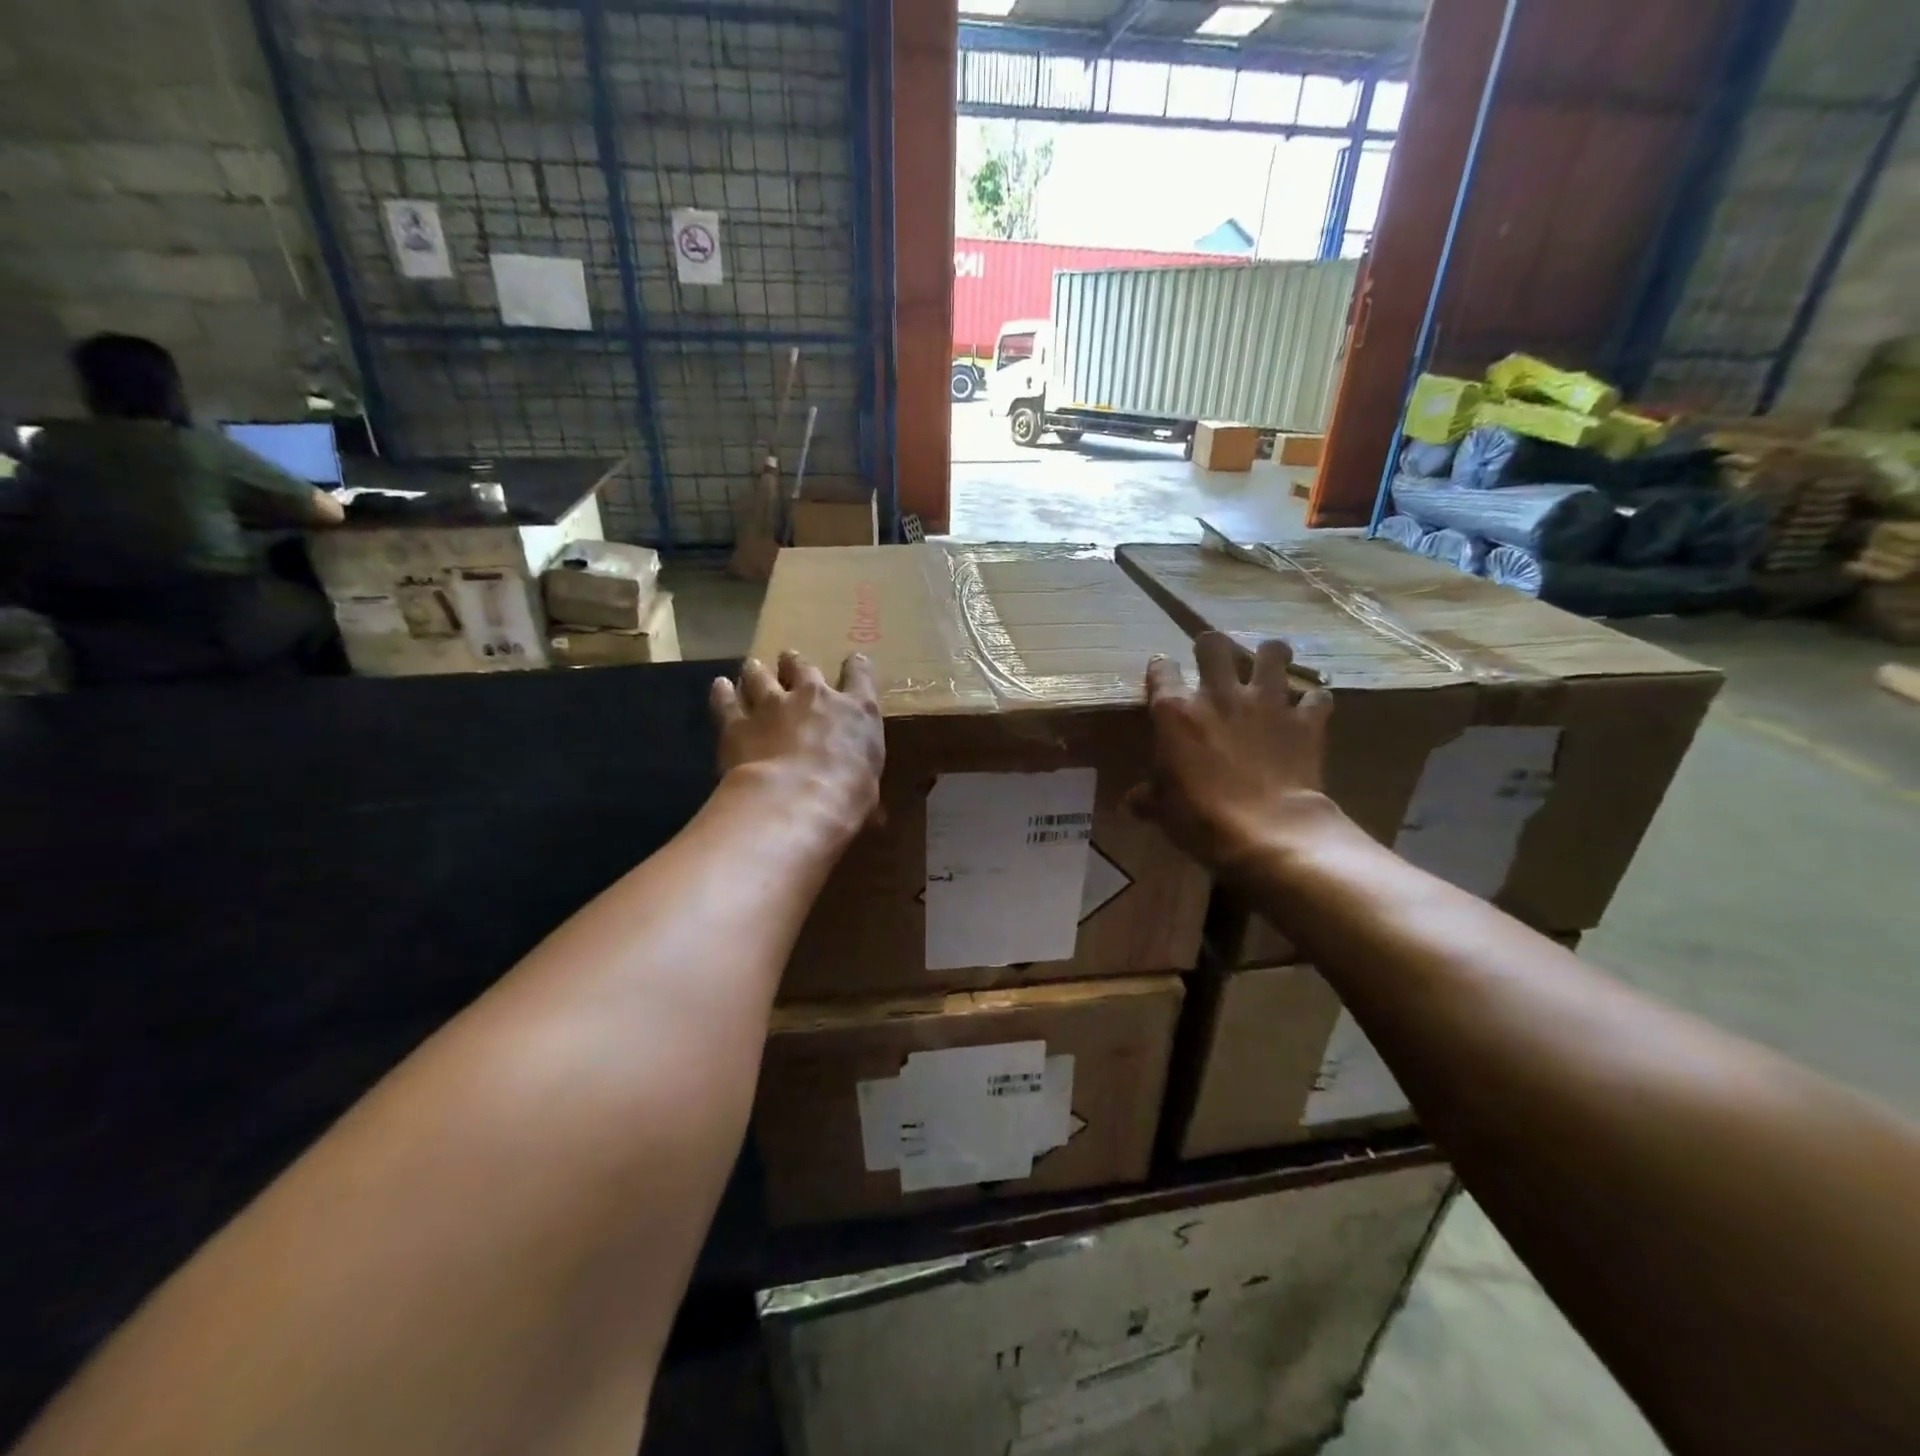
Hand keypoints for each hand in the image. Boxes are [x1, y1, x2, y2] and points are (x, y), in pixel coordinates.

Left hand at [711, 651, 884, 840]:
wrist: (797, 799)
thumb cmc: (848, 797)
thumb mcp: (870, 789)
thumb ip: (861, 781)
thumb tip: (867, 805)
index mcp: (856, 711)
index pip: (860, 675)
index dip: (856, 666)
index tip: (854, 661)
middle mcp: (814, 697)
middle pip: (803, 667)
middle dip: (796, 664)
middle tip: (789, 661)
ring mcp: (773, 706)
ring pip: (761, 676)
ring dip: (758, 671)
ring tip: (753, 666)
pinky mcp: (737, 723)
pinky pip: (726, 701)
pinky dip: (723, 693)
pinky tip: (720, 686)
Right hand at [1131, 632, 1342, 870]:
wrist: (1268, 832)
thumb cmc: (1201, 819)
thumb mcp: (1164, 810)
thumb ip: (1150, 797)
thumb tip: (1134, 802)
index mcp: (1176, 712)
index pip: (1162, 670)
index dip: (1162, 670)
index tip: (1163, 678)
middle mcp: (1218, 695)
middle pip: (1214, 644)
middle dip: (1212, 647)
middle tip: (1215, 662)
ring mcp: (1266, 703)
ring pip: (1272, 652)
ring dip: (1271, 657)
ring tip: (1268, 667)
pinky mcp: (1305, 720)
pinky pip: (1317, 697)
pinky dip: (1313, 703)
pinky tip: (1308, 712)